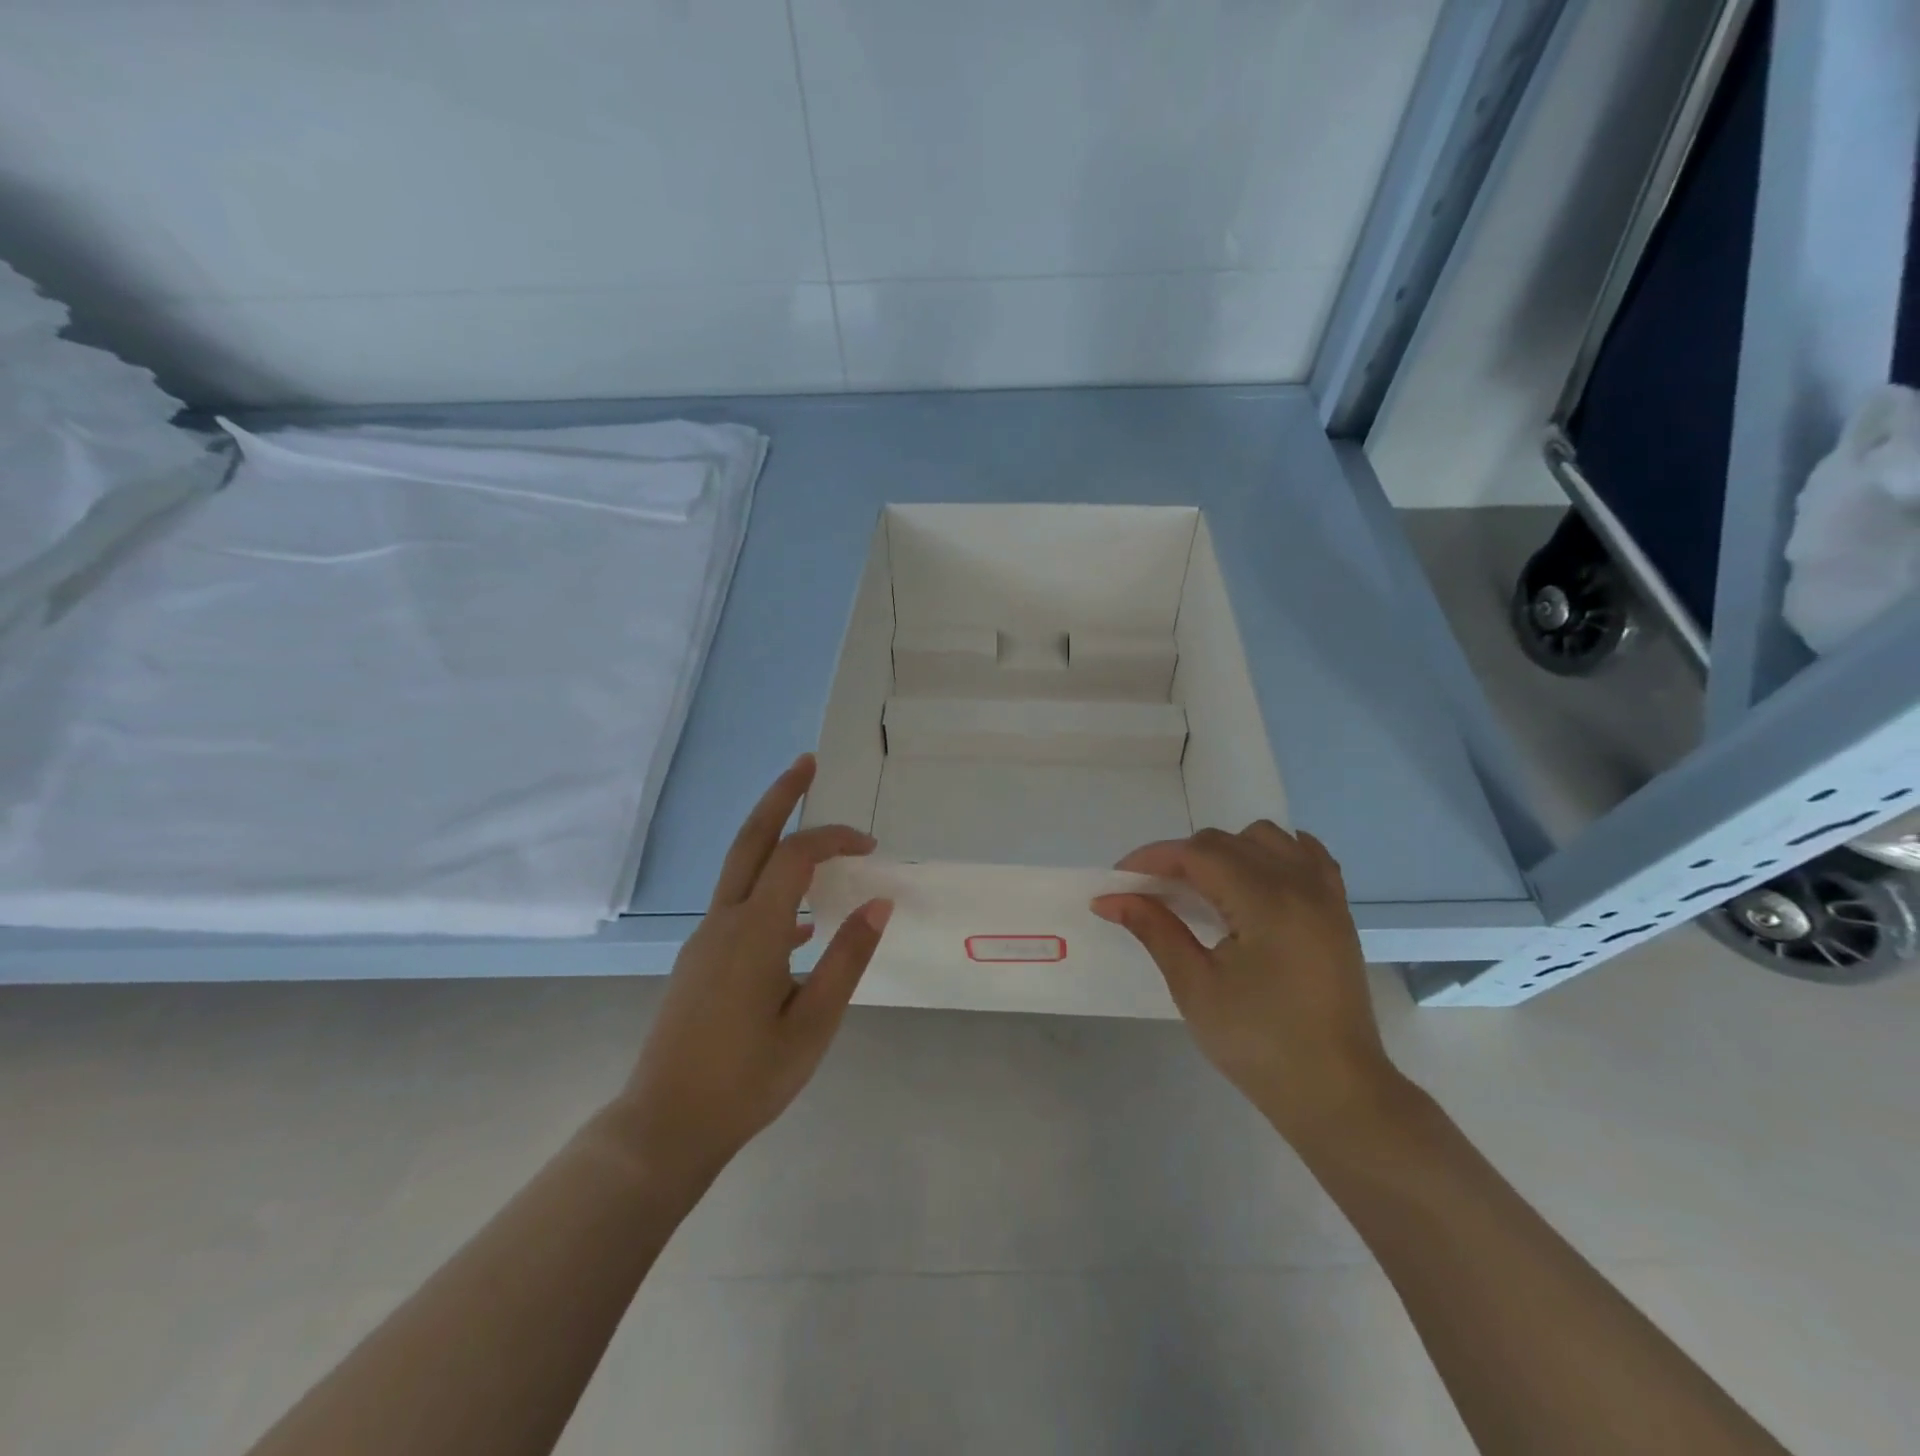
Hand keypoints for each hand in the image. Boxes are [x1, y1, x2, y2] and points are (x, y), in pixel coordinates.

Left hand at [613, 755, 890, 1187]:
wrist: (664, 1127)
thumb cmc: (747, 1080)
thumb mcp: (813, 1024)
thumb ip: (847, 959)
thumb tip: (877, 903)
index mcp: (754, 932)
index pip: (796, 857)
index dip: (833, 839)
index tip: (870, 847)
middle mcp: (723, 922)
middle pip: (750, 840)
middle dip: (780, 797)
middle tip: (806, 764)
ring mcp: (705, 940)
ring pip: (740, 869)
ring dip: (773, 838)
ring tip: (811, 833)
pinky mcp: (699, 961)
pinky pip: (738, 905)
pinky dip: (769, 889)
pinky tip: (799, 924)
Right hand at [1093, 823, 1401, 1144]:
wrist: (1335, 1092)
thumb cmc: (1258, 1044)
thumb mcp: (1195, 987)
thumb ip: (1154, 929)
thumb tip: (1109, 898)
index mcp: (1266, 902)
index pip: (1197, 854)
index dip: (1152, 858)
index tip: (1119, 879)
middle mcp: (1299, 884)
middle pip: (1227, 841)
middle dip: (1182, 857)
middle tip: (1151, 892)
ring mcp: (1325, 895)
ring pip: (1266, 838)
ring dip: (1227, 850)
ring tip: (1203, 889)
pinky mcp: (1337, 911)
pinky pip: (1305, 856)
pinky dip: (1272, 855)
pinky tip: (1253, 882)